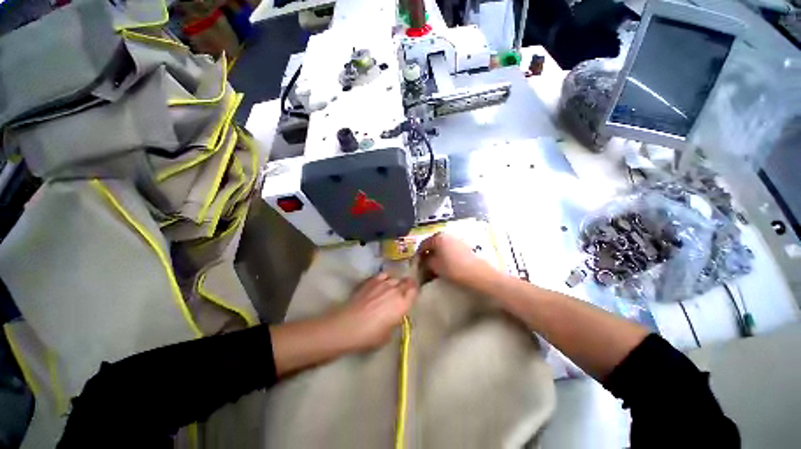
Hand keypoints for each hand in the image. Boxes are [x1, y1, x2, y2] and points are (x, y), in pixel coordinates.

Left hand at [331, 273, 416, 350]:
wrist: (349, 325)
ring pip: (395, 278)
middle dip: (407, 285)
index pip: (415, 291)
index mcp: (403, 304)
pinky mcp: (372, 281)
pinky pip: (384, 274)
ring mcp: (383, 283)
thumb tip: (394, 315)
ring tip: (392, 287)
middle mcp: (396, 290)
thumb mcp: (388, 334)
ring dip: (396, 282)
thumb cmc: (370, 335)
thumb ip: (395, 321)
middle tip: (404, 290)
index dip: (415, 291)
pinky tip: (383, 282)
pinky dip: (386, 277)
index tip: (412, 294)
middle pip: (407, 282)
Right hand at [417, 233, 496, 288]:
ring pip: (442, 246)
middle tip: (426, 266)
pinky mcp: (464, 245)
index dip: (418, 255)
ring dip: (437, 255)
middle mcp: (446, 234)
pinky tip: (446, 265)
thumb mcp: (434, 266)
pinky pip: (450, 249)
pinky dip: (446, 255)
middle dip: (428, 254)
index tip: (417, 264)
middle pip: (433, 244)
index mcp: (437, 237)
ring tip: (436, 266)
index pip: (423, 244)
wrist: (478, 274)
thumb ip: (426, 261)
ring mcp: (456, 239)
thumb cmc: (453, 268)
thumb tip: (424, 259)